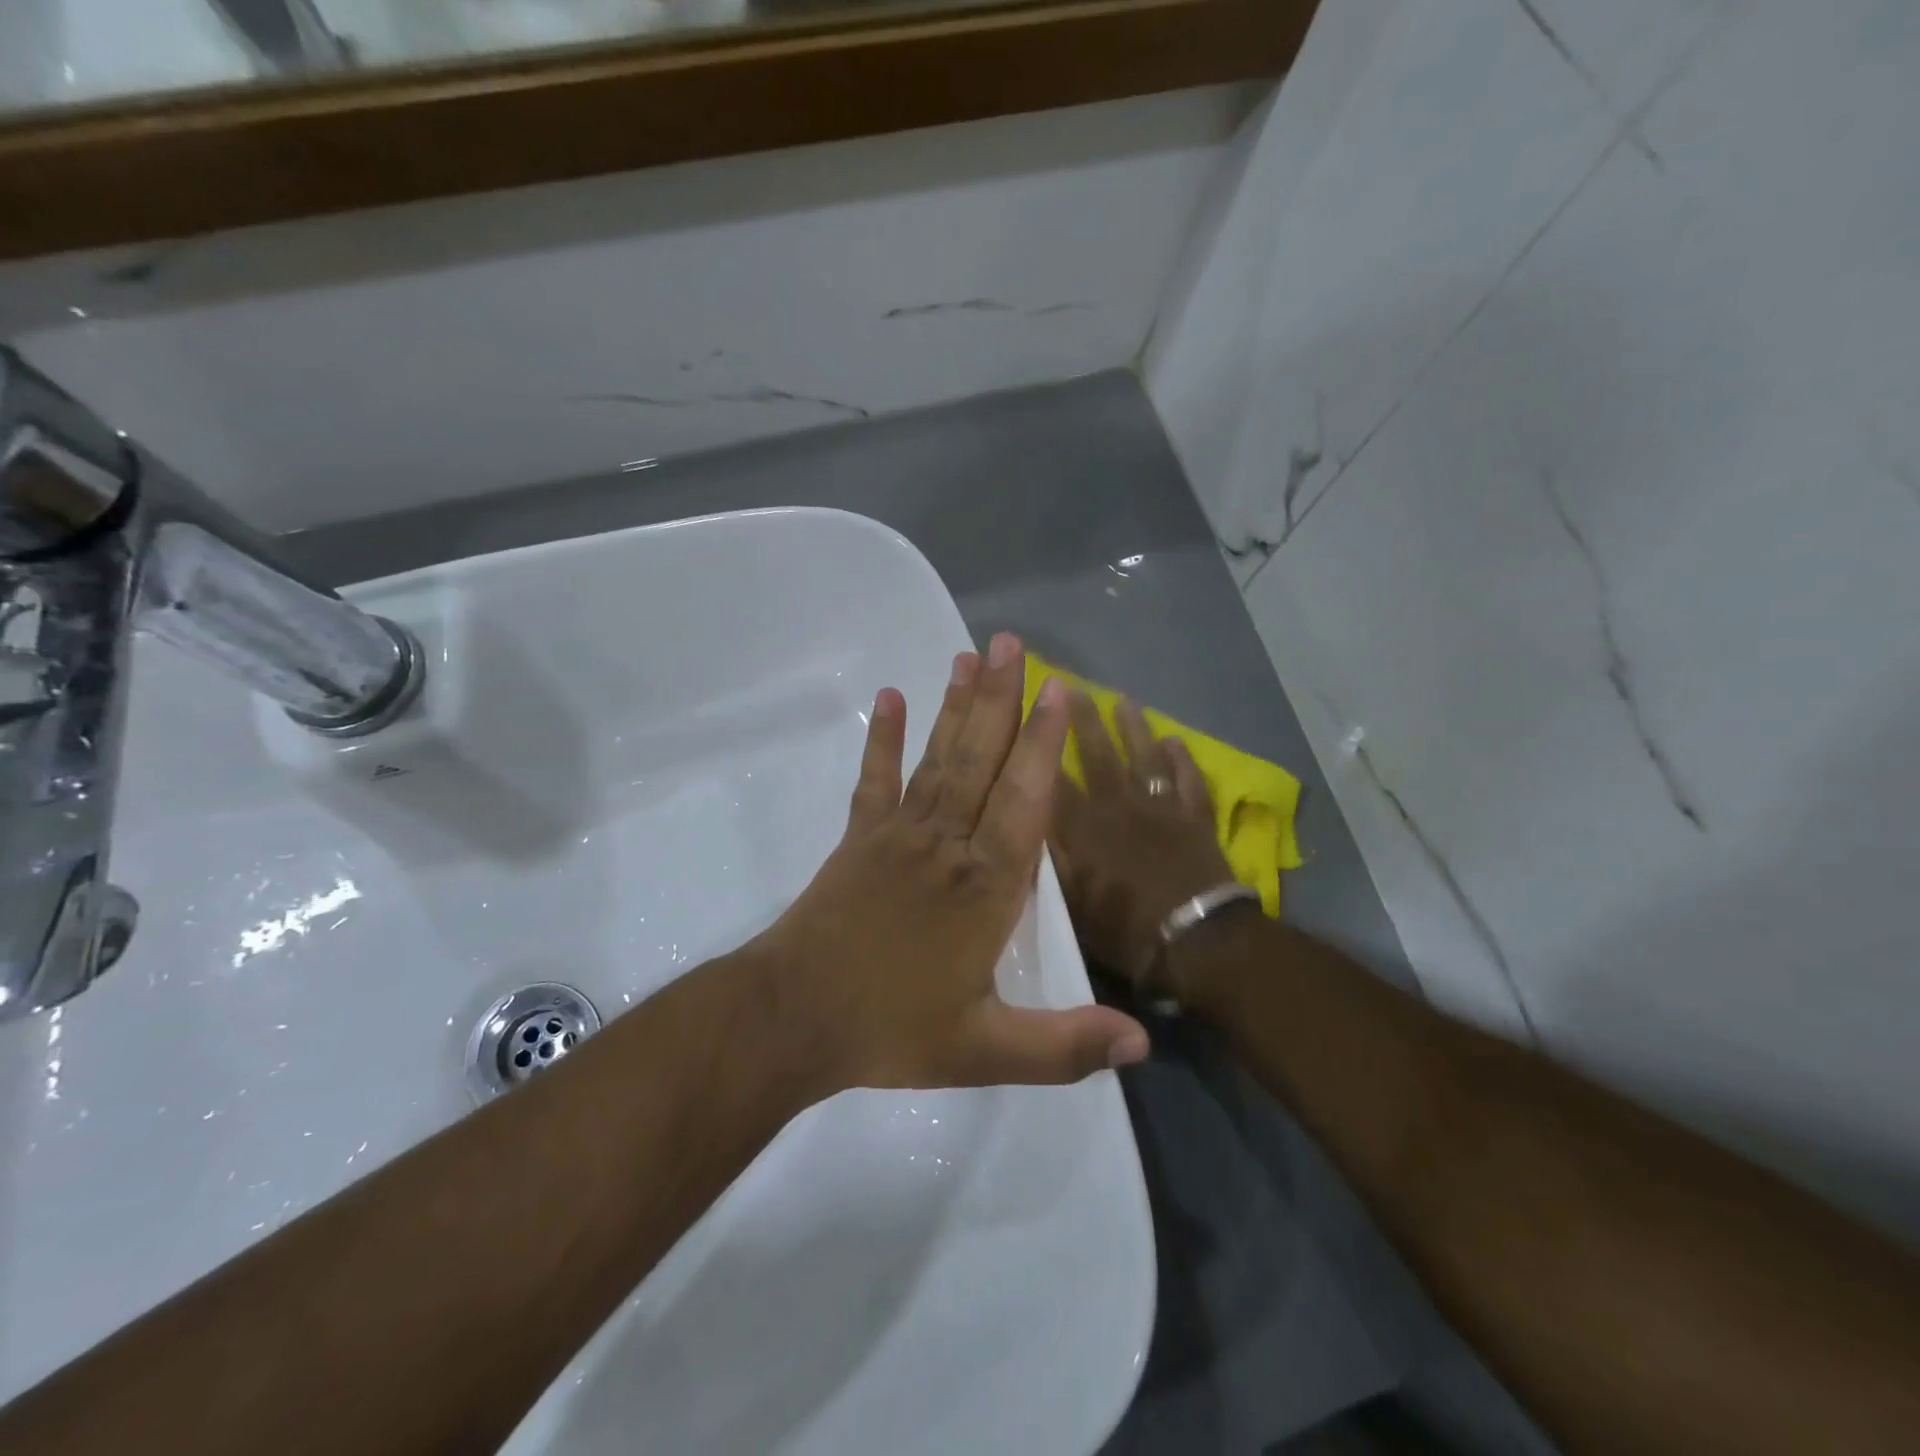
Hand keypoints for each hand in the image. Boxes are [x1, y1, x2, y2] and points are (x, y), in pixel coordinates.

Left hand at [752, 633, 1150, 1095]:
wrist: (793, 1018)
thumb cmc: (891, 1031)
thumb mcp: (985, 1051)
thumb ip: (1064, 1046)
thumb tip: (1144, 1046)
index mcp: (985, 888)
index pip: (1025, 801)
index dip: (1043, 744)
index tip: (1058, 689)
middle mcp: (947, 845)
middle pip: (981, 761)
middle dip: (1001, 699)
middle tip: (1011, 642)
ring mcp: (898, 835)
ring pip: (938, 760)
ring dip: (955, 707)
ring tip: (969, 656)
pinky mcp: (859, 838)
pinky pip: (875, 780)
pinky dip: (884, 739)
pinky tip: (891, 697)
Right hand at [1049, 693, 1241, 992]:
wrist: (1194, 938)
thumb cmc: (1123, 927)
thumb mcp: (1068, 903)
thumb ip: (1046, 860)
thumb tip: (1024, 825)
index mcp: (1083, 827)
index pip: (1051, 777)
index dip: (1036, 745)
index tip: (1024, 714)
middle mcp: (1118, 805)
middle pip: (1098, 754)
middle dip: (1083, 720)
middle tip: (1073, 686)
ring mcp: (1160, 807)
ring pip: (1144, 757)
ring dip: (1135, 728)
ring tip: (1126, 701)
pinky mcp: (1194, 817)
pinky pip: (1188, 780)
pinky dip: (1182, 759)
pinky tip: (1175, 740)